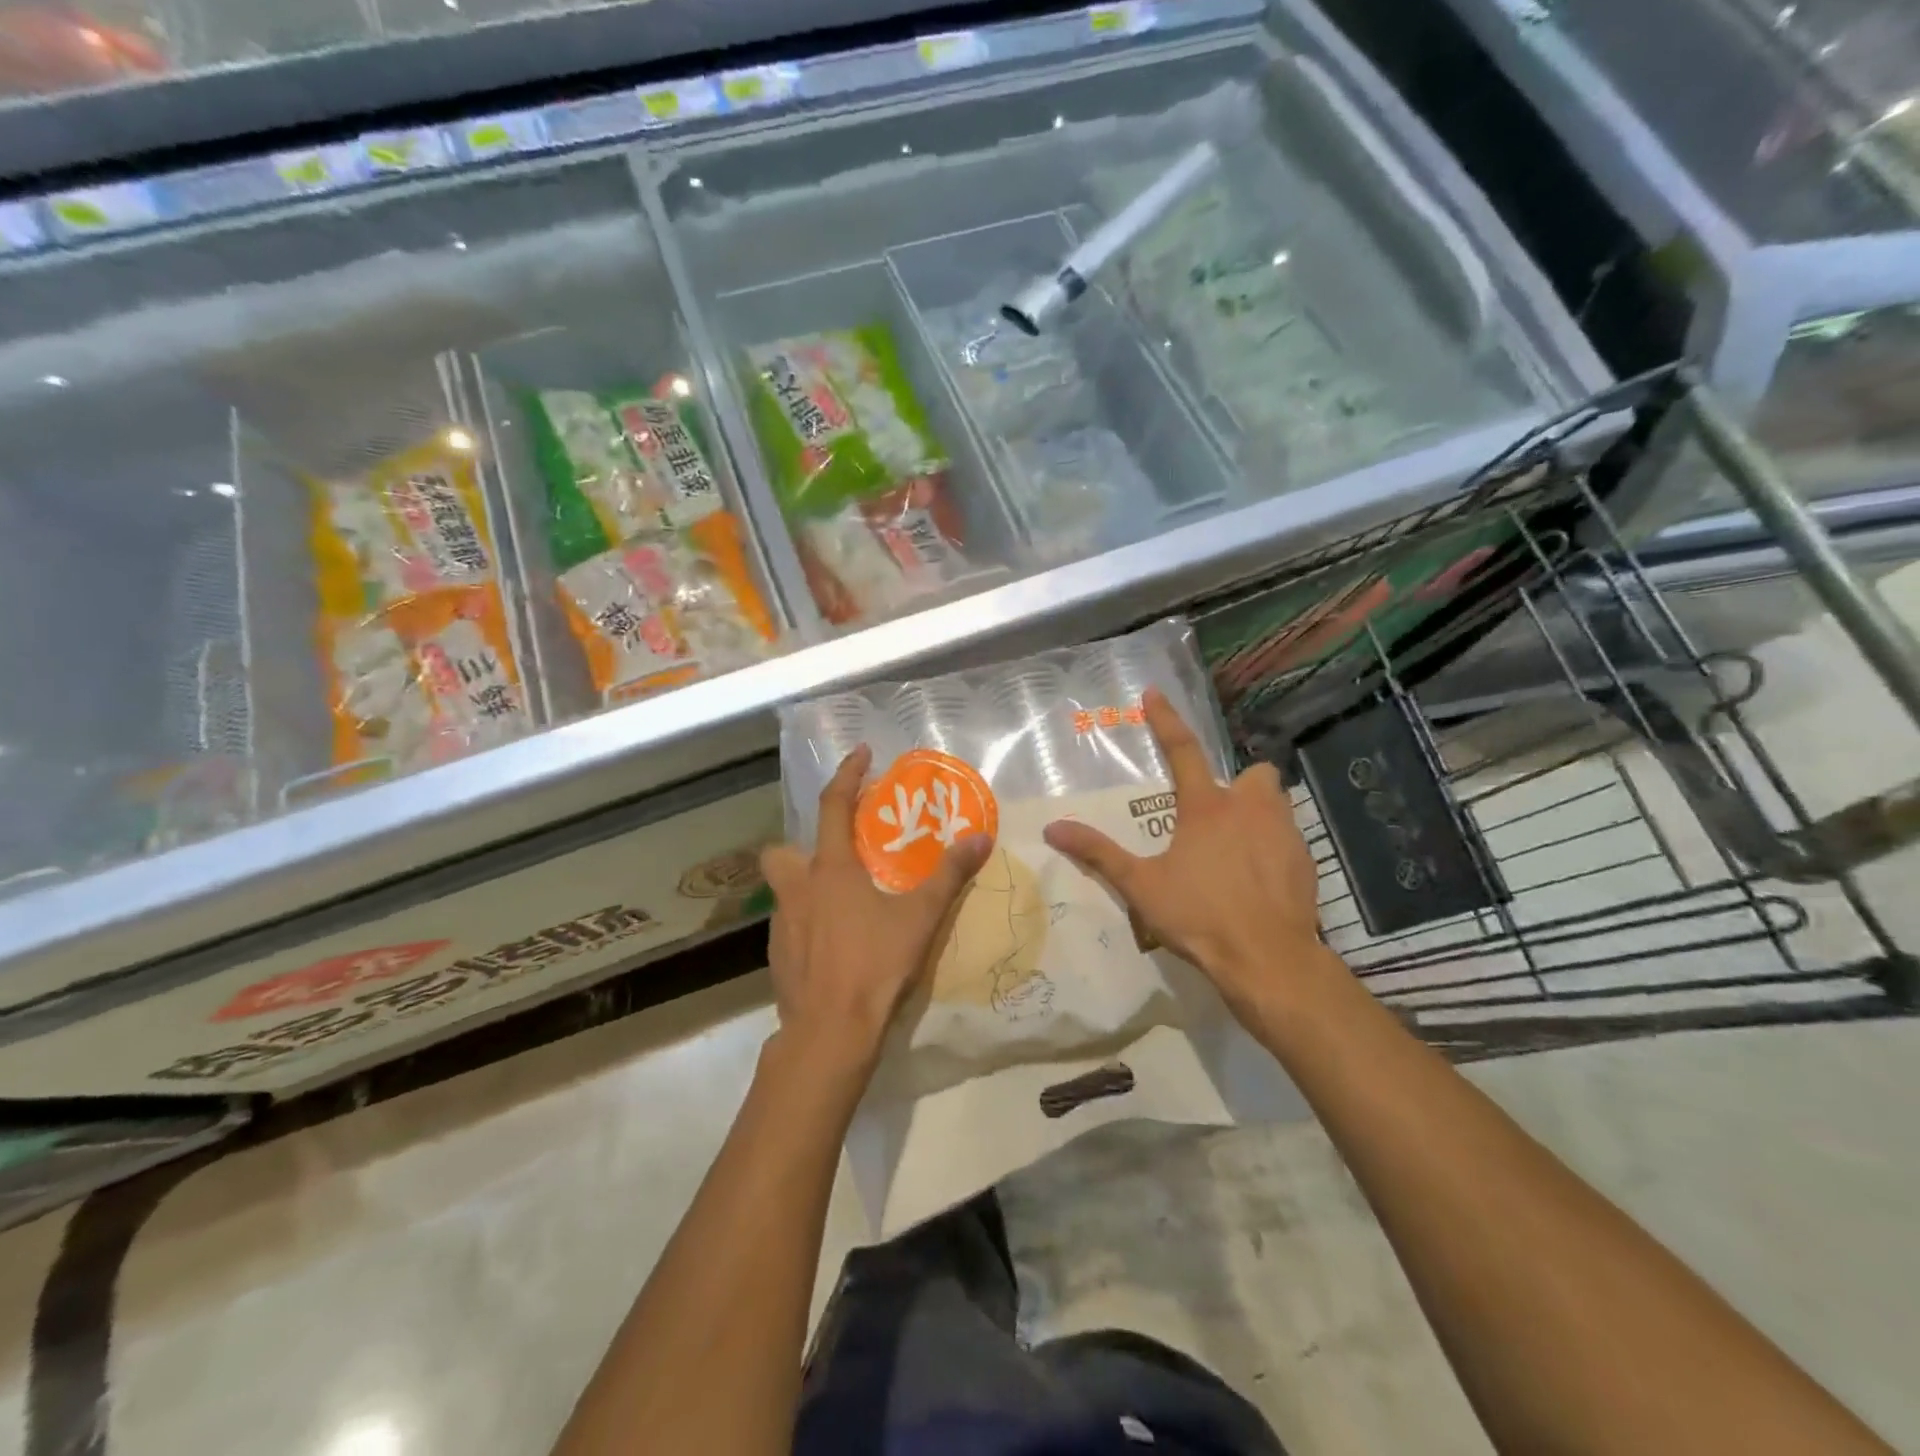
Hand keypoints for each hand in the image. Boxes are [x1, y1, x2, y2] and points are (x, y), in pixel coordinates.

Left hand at [762, 744, 993, 1072]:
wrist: (829, 1032)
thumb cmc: (874, 965)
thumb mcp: (920, 917)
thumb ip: (949, 875)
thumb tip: (980, 838)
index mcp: (830, 870)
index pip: (833, 806)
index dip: (848, 775)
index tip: (861, 753)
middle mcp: (798, 889)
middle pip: (783, 852)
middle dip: (802, 846)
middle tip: (837, 858)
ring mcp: (781, 925)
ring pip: (784, 891)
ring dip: (807, 887)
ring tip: (843, 904)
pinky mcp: (777, 957)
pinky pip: (789, 926)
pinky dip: (808, 924)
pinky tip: (835, 944)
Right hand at [1042, 689, 1334, 1018]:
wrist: (1268, 959)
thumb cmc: (1200, 917)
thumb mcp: (1141, 885)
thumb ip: (1098, 853)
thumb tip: (1053, 828)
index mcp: (1206, 808)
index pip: (1182, 750)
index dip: (1166, 720)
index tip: (1154, 693)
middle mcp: (1250, 808)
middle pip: (1253, 773)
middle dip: (1239, 785)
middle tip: (1217, 814)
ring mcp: (1284, 833)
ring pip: (1276, 803)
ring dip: (1258, 813)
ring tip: (1237, 847)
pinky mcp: (1305, 861)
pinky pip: (1290, 838)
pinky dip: (1274, 847)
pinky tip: (1259, 879)